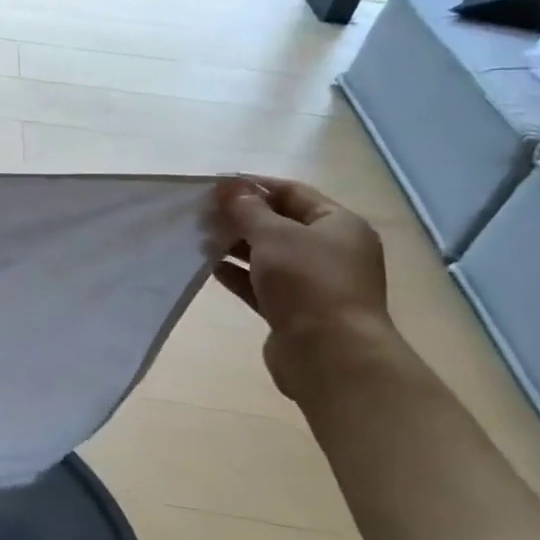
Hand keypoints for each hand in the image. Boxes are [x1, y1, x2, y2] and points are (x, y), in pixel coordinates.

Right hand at [213, 177, 390, 384]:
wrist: (329, 354)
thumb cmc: (307, 282)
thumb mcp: (274, 235)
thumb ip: (247, 208)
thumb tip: (230, 186)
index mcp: (339, 225)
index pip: (293, 192)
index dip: (255, 185)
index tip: (215, 186)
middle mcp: (331, 251)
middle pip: (279, 224)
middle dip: (240, 217)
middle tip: (202, 214)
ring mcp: (313, 283)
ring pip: (267, 255)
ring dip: (235, 246)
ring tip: (200, 240)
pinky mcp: (294, 309)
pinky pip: (261, 283)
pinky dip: (237, 273)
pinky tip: (210, 267)